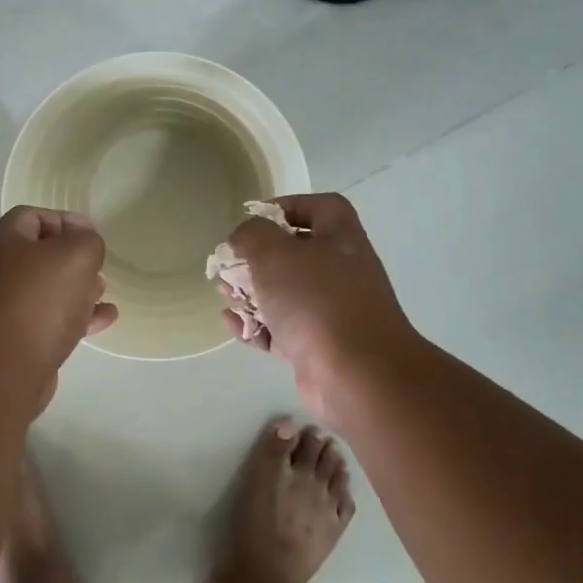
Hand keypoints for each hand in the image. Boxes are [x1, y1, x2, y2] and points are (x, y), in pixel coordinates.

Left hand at [0, 207, 117, 389]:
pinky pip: (49, 322)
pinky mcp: (16, 343)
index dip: (63, 219)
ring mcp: (4, 310)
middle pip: (37, 256)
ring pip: (45, 291)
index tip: (91, 234)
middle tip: (97, 266)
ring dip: (76, 289)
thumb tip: (84, 242)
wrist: (4, 369)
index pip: (30, 216)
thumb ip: (87, 241)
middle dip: (71, 258)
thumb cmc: (40, 300)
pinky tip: (104, 320)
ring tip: (102, 291)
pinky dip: (77, 318)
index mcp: (4, 243)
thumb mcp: (75, 255)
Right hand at [220, 193, 419, 414]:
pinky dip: (257, 326)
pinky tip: (232, 324)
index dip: (285, 206)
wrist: (357, 375)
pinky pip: (283, 329)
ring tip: (224, 295)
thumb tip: (242, 239)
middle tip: (229, 266)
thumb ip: (252, 235)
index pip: (319, 207)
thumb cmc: (316, 301)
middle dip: (256, 258)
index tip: (252, 221)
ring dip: (252, 293)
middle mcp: (341, 270)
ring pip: (286, 294)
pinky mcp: (319, 346)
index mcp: (340, 238)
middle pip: (295, 252)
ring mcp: (332, 311)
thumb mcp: (275, 253)